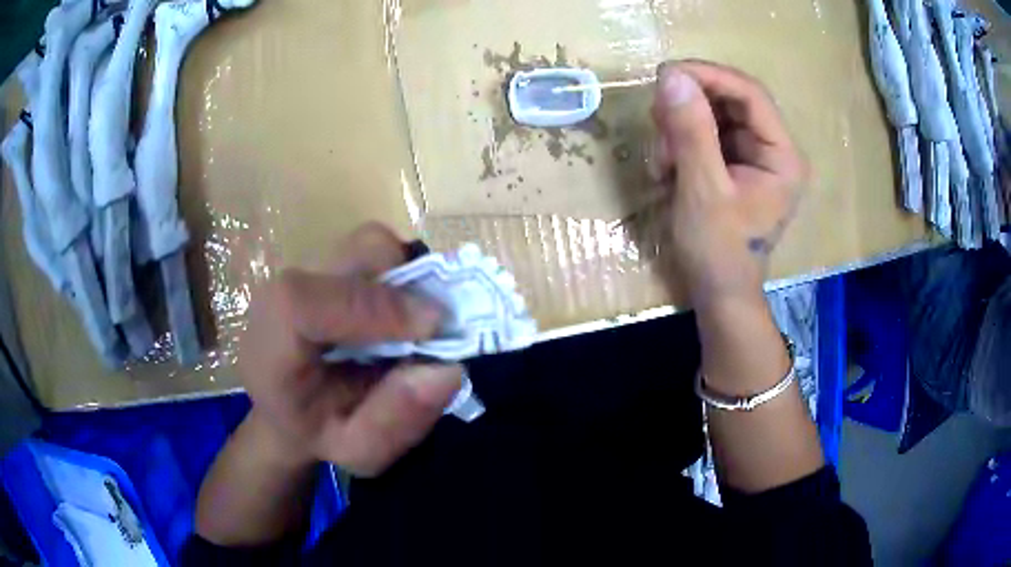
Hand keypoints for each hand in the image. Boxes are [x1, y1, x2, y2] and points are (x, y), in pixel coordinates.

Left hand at [237, 223, 461, 476]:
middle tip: (431, 330)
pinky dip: (403, 280)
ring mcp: (308, 270)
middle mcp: (285, 291)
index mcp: (272, 344)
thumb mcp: (359, 451)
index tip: (431, 330)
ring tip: (413, 328)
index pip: (305, 302)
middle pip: (356, 253)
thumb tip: (449, 370)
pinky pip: (379, 256)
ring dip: (408, 281)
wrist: (289, 408)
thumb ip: (396, 420)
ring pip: (372, 247)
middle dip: (406, 285)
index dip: (373, 307)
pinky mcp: (329, 264)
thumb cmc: (319, 432)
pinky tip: (400, 318)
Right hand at [649, 60, 807, 308]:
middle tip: (656, 124)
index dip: (709, 76)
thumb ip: (690, 132)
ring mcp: (754, 155)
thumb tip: (671, 76)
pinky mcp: (736, 163)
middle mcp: (774, 148)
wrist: (719, 294)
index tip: (666, 74)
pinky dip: (681, 141)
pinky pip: (707, 133)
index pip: (750, 94)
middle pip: (731, 100)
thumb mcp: (703, 191)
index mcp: (782, 156)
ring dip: (680, 126)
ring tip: (662, 160)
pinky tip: (668, 166)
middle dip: (690, 107)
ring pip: (714, 114)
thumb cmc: (718, 251)